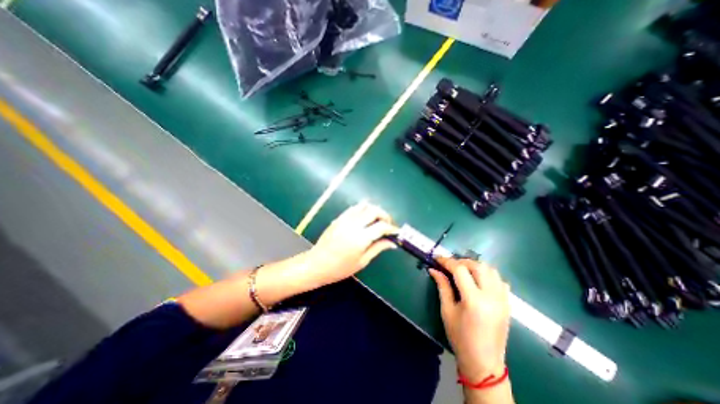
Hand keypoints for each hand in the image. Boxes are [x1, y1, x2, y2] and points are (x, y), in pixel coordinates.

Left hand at [301, 203, 395, 288]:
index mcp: (360, 238)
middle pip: (374, 211)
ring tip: (378, 220)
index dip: (391, 228)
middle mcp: (353, 225)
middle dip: (385, 215)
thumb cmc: (340, 268)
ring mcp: (345, 219)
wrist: (317, 264)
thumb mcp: (362, 261)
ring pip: (364, 206)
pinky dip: (363, 209)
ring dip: (374, 210)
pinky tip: (365, 217)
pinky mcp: (339, 218)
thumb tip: (392, 242)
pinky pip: (354, 208)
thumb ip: (378, 248)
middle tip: (388, 225)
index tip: (396, 232)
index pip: (381, 226)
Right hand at [427, 257, 510, 382]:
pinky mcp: (508, 303)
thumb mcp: (447, 311)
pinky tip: (479, 280)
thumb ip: (442, 286)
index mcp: (474, 300)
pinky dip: (488, 274)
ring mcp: (503, 300)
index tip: (437, 259)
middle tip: (449, 265)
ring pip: (491, 270)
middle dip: (461, 261)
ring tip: (463, 270)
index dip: (447, 261)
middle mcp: (491, 296)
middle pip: (477, 266)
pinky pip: (500, 280)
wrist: (484, 362)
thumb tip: (433, 269)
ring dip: (475, 266)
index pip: (460, 270)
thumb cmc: (460, 337)